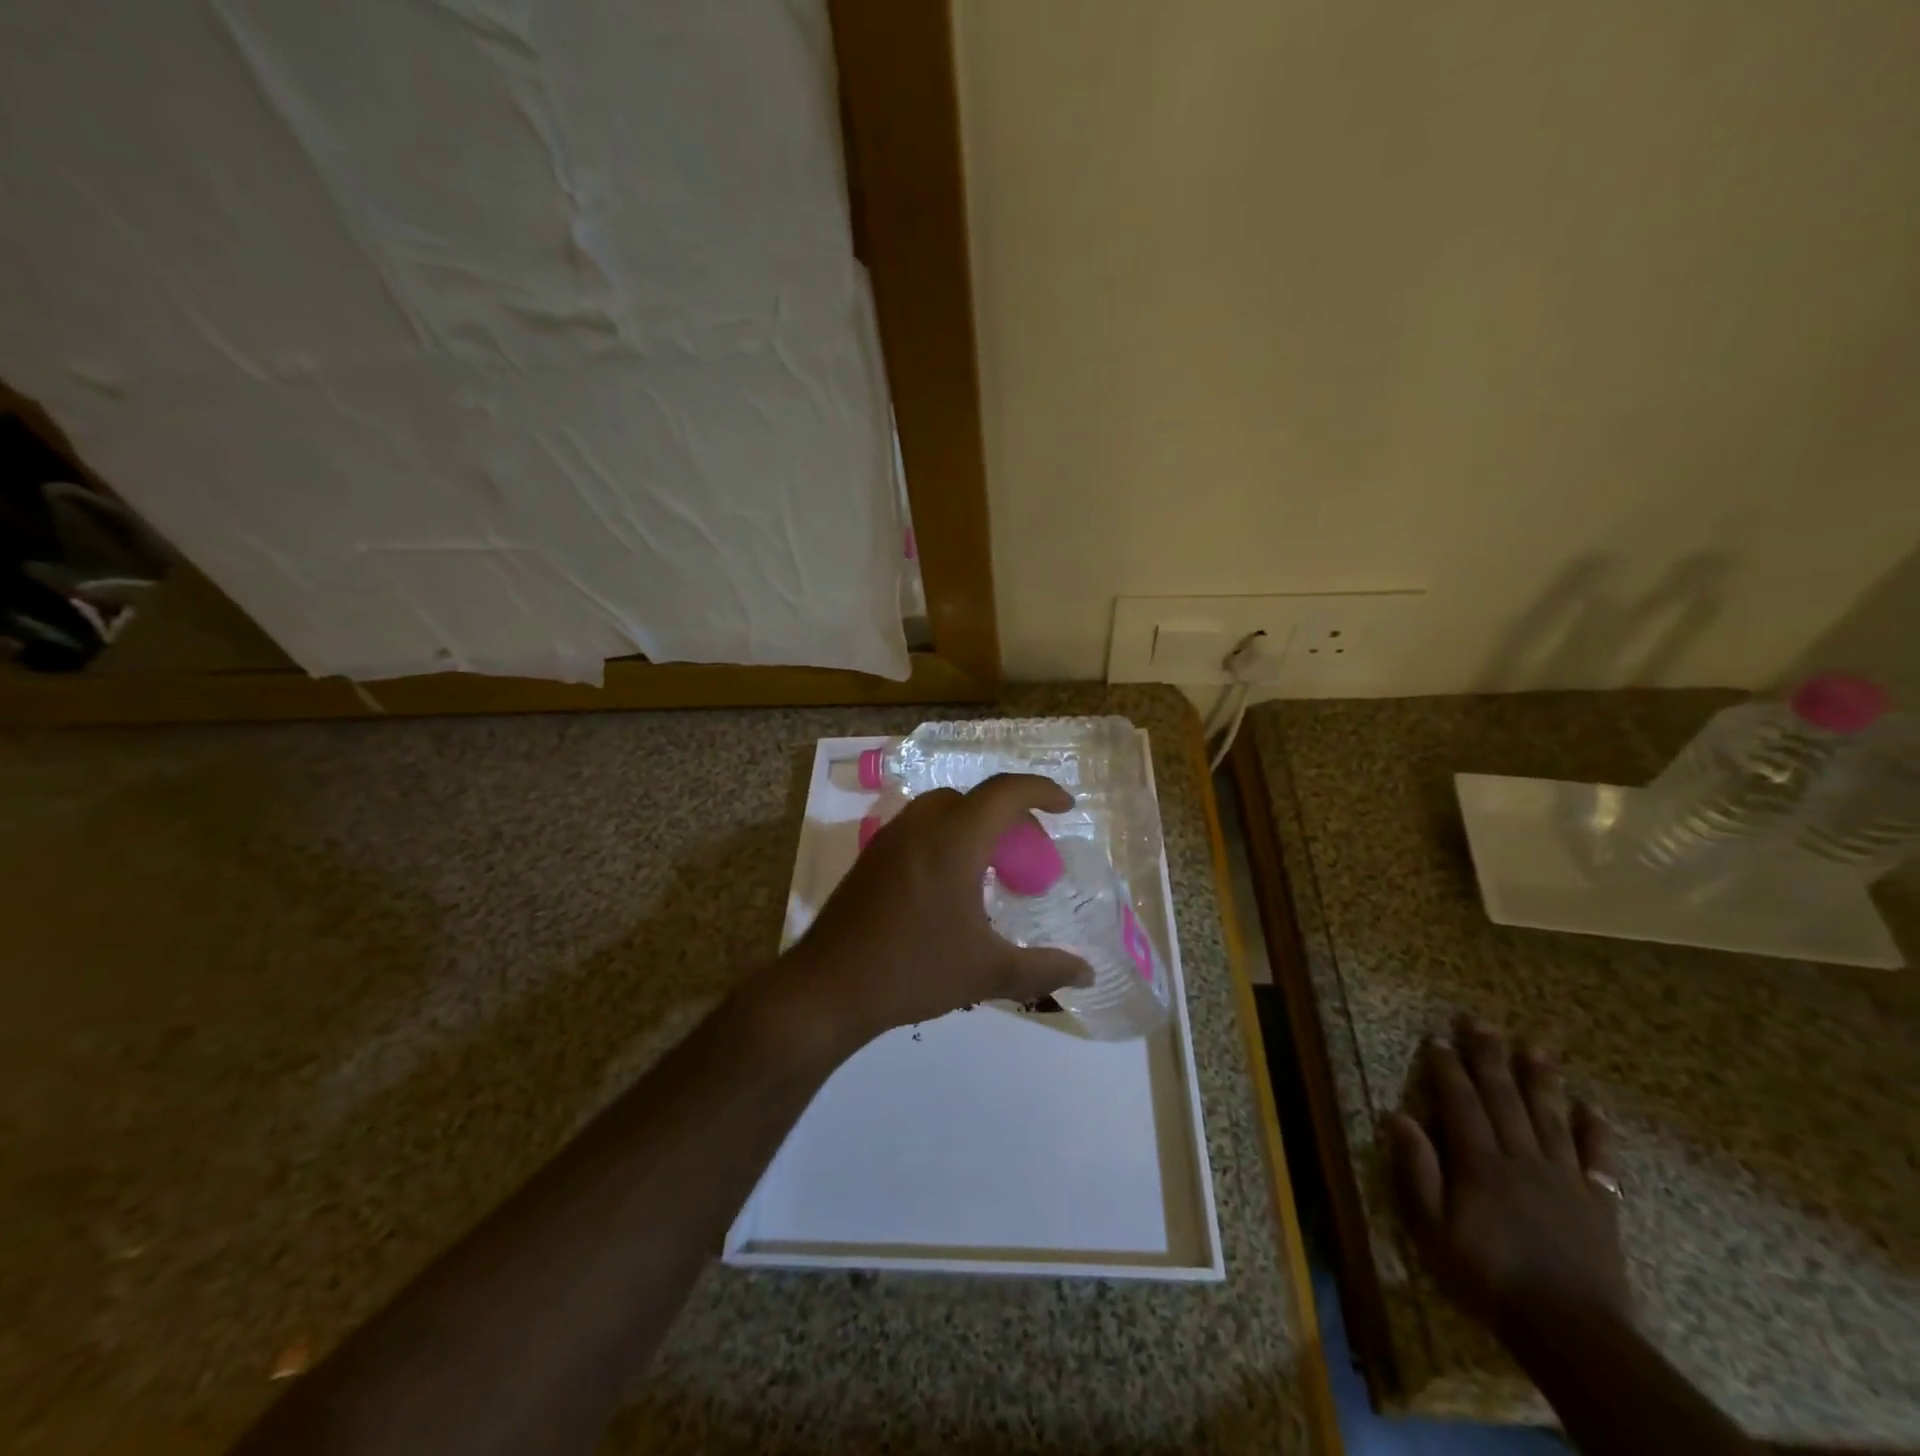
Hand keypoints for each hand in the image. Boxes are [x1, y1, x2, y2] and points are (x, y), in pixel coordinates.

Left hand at [785, 774, 1094, 1049]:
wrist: (828, 987)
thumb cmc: (913, 971)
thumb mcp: (987, 972)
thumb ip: (1043, 968)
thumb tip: (1086, 971)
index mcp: (953, 841)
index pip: (1004, 792)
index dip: (1041, 790)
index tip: (1066, 807)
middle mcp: (920, 827)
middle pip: (973, 797)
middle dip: (1009, 812)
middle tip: (1030, 849)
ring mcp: (889, 839)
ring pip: (942, 809)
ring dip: (974, 822)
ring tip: (992, 864)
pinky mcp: (870, 858)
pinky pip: (919, 827)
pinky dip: (946, 836)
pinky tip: (950, 882)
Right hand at [1386, 1016, 1630, 1335]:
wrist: (1572, 1333)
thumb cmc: (1489, 1278)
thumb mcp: (1433, 1230)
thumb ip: (1417, 1171)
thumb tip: (1397, 1116)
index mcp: (1480, 1163)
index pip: (1460, 1102)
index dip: (1448, 1068)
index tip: (1438, 1039)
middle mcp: (1522, 1159)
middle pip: (1504, 1098)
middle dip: (1489, 1056)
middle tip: (1480, 1021)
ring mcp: (1565, 1179)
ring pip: (1550, 1117)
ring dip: (1540, 1079)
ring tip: (1535, 1046)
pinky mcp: (1599, 1205)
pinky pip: (1599, 1160)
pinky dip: (1595, 1131)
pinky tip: (1591, 1108)